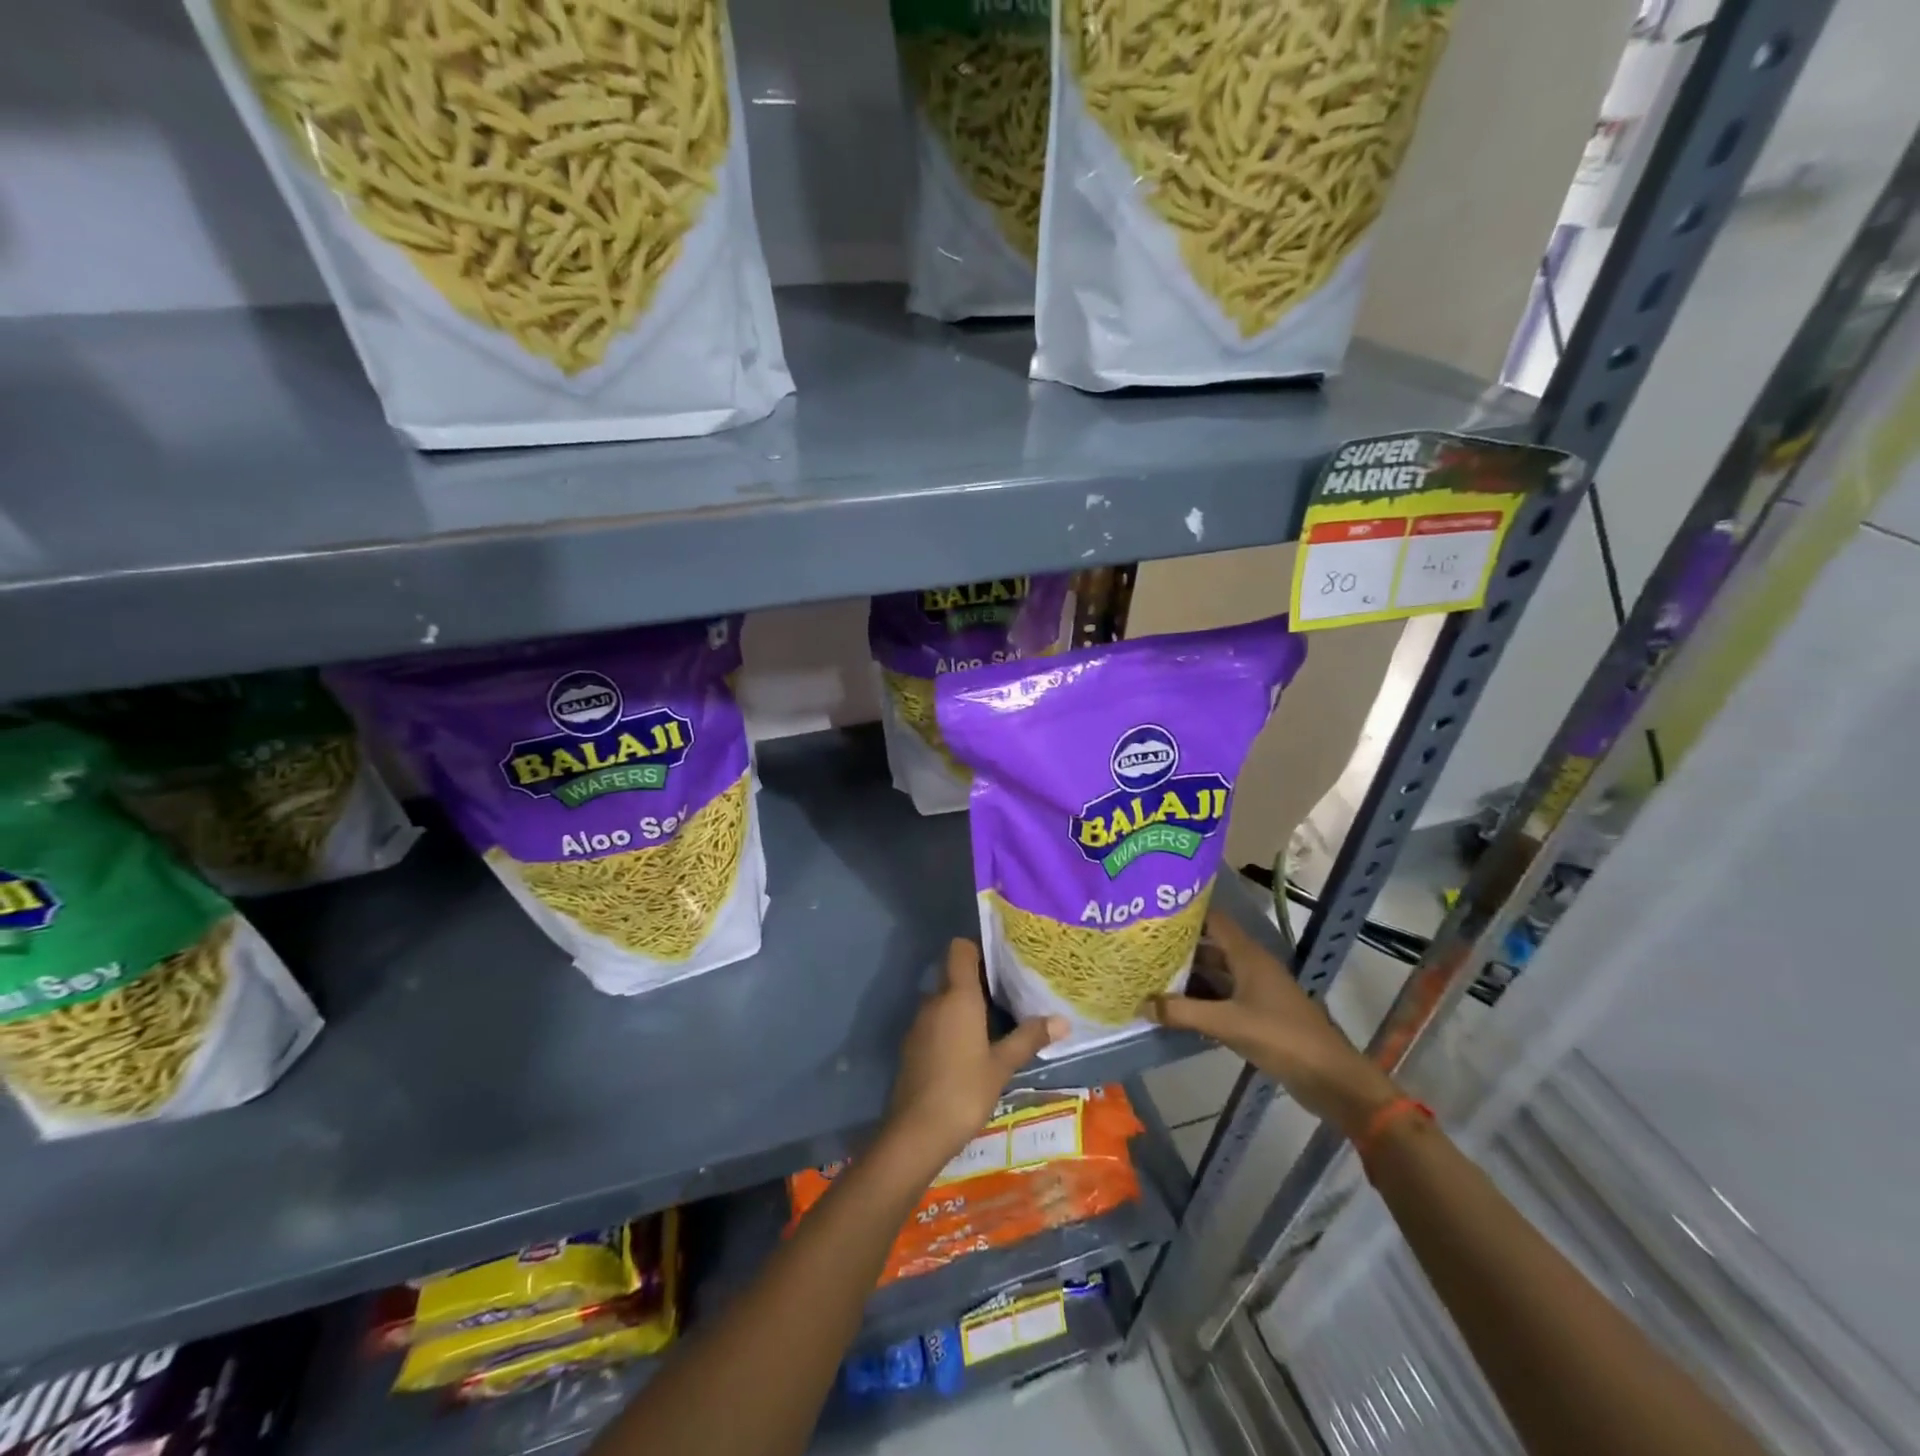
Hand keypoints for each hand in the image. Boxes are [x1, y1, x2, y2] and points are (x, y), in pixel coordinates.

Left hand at [880, 940, 1065, 1182]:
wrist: (916, 1132)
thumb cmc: (964, 1091)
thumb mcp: (1002, 1065)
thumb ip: (1029, 1038)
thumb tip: (1063, 1021)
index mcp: (957, 996)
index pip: (960, 949)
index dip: (978, 948)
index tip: (1002, 961)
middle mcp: (934, 1001)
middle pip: (954, 975)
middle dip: (978, 981)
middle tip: (1010, 994)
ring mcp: (920, 1023)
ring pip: (945, 1000)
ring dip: (966, 1006)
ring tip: (997, 1022)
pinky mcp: (913, 1045)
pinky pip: (936, 1022)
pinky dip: (952, 1026)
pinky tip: (972, 1049)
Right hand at [1143, 907, 1398, 1138]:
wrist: (1331, 1080)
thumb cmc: (1283, 1039)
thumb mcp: (1228, 1024)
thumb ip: (1184, 1013)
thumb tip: (1142, 1003)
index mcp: (1248, 956)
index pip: (1213, 920)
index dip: (1185, 913)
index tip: (1152, 912)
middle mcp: (1251, 966)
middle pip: (1210, 947)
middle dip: (1179, 947)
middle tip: (1142, 946)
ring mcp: (1256, 991)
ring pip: (1215, 974)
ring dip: (1188, 976)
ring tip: (1150, 974)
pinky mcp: (1257, 1015)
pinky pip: (1222, 998)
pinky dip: (1200, 1000)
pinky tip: (1175, 1007)